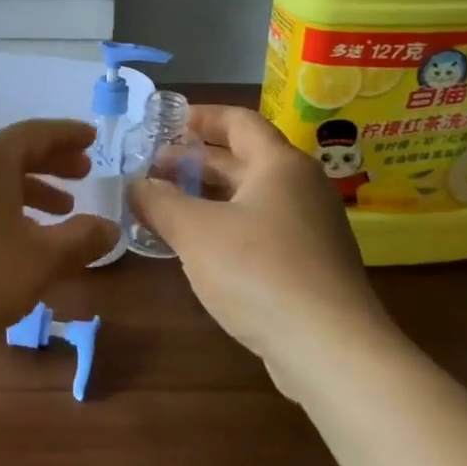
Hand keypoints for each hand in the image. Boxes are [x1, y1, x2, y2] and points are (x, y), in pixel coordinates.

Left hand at [0, 119, 117, 360]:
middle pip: (12, 152)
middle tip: (84, 174)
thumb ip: (81, 239)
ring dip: (30, 189)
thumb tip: (110, 228)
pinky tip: (18, 236)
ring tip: (60, 211)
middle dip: (52, 162)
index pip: (35, 133)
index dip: (67, 135)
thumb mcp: (41, 259)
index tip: (92, 138)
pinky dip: (4, 206)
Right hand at [129, 105, 393, 372]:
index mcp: (279, 164)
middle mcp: (301, 187)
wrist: (330, 348)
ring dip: (208, 196)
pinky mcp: (311, 264)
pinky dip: (226, 226)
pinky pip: (261, 229)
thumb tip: (136, 186)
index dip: (200, 117)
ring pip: (250, 197)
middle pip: (243, 159)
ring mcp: (310, 228)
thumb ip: (160, 202)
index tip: (165, 122)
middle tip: (152, 168)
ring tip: (166, 206)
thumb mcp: (195, 231)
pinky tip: (198, 247)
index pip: (238, 121)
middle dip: (195, 161)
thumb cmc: (258, 271)